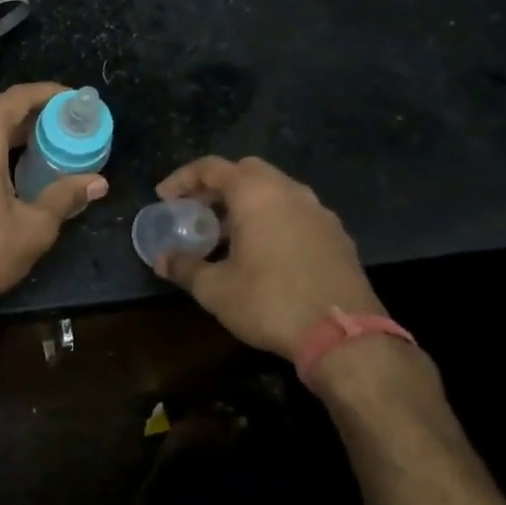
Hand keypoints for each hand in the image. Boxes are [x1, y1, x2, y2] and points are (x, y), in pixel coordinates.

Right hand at [153, 156, 383, 360]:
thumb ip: (185, 267)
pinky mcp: (337, 236)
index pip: (212, 168)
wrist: (344, 336)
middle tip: (197, 209)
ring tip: (226, 234)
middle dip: (217, 186)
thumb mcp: (215, 289)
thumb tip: (162, 260)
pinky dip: (272, 219)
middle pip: (247, 171)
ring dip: (246, 203)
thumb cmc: (270, 302)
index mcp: (257, 195)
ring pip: (275, 191)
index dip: (182, 179)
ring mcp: (319, 213)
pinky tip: (262, 252)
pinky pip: (295, 213)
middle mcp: (290, 192)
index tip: (164, 197)